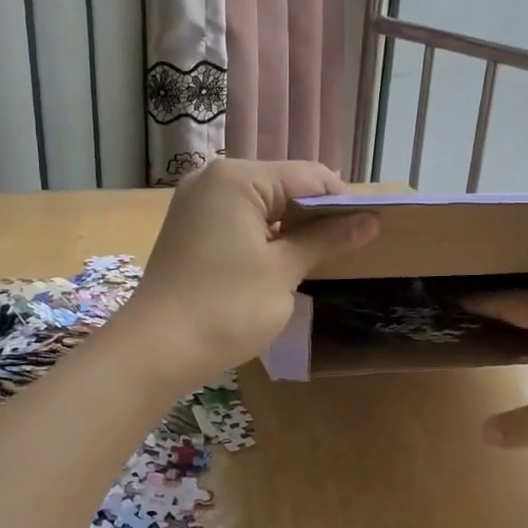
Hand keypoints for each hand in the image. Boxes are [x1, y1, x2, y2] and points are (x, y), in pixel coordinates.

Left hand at [121, 159, 378, 383]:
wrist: (157, 350)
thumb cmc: (227, 307)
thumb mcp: (284, 272)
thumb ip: (326, 240)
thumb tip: (370, 221)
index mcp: (237, 178)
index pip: (308, 177)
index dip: (342, 202)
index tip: (370, 230)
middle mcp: (213, 179)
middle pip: (283, 186)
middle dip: (316, 215)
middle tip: (347, 247)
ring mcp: (196, 204)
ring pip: (260, 205)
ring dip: (290, 227)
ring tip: (319, 257)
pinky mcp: (189, 229)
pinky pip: (238, 221)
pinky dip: (264, 236)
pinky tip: (281, 261)